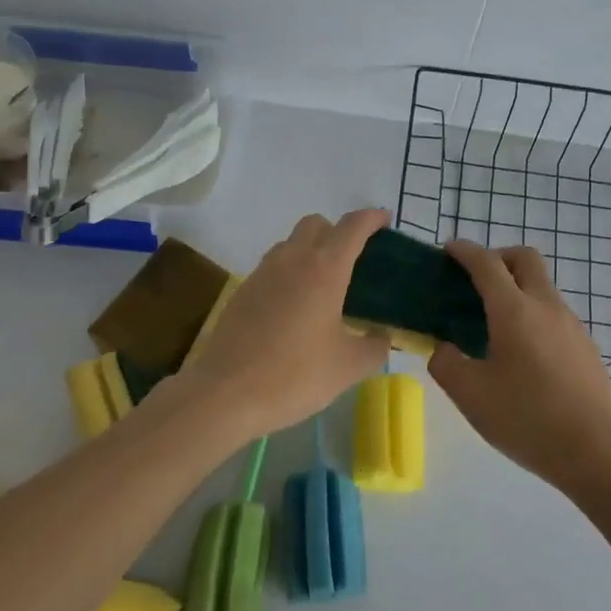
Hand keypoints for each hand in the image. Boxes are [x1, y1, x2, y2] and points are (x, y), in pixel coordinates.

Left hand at [179, 209, 391, 441]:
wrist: (226, 393)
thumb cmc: (295, 375)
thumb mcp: (349, 367)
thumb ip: (375, 346)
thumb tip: (381, 336)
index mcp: (325, 270)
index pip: (352, 227)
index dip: (372, 218)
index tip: (384, 219)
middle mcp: (292, 260)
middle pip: (316, 224)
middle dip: (338, 231)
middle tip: (354, 258)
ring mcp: (262, 273)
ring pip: (290, 243)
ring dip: (311, 250)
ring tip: (325, 284)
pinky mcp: (243, 291)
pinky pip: (273, 267)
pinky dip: (290, 272)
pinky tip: (296, 306)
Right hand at [429, 240, 610, 494]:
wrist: (595, 451)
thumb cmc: (526, 419)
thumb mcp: (470, 395)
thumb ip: (446, 363)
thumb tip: (444, 348)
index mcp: (514, 311)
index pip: (486, 263)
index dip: (465, 251)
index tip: (448, 250)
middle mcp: (546, 306)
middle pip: (524, 259)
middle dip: (497, 257)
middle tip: (474, 281)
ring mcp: (572, 325)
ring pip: (542, 286)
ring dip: (517, 287)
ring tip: (493, 323)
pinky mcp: (586, 346)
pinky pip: (554, 313)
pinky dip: (533, 313)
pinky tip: (522, 352)